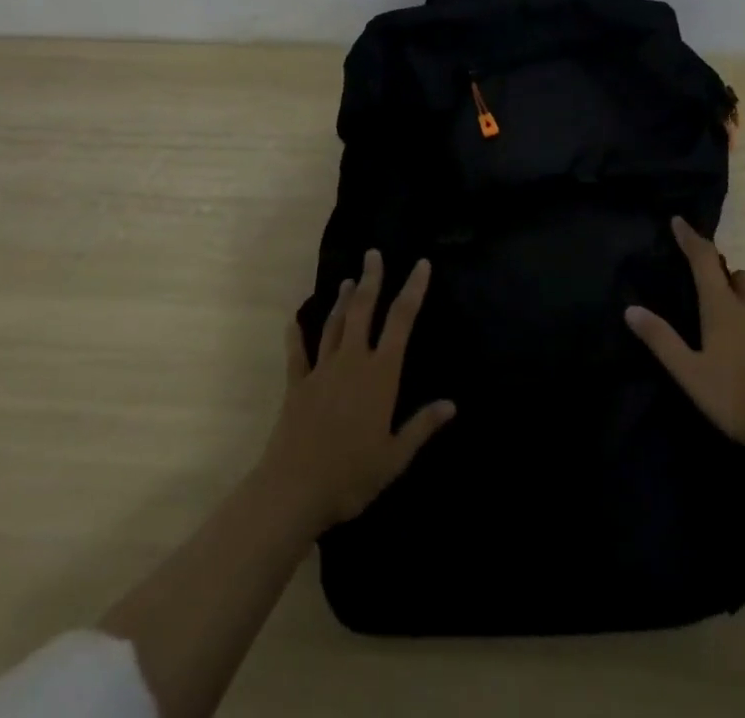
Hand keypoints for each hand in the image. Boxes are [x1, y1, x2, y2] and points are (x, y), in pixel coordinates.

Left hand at [260, 250, 455, 535]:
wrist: (294, 489)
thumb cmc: (351, 475)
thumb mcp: (395, 457)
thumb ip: (421, 427)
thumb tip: (450, 405)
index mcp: (380, 374)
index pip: (401, 321)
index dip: (413, 290)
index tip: (421, 264)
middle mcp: (352, 361)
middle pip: (363, 310)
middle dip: (370, 280)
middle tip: (373, 254)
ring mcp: (322, 370)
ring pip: (334, 325)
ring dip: (342, 301)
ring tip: (347, 280)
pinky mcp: (297, 385)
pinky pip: (297, 354)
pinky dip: (296, 335)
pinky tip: (294, 320)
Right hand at [625, 217, 744, 463]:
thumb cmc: (740, 398)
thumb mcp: (691, 374)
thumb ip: (662, 341)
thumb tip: (631, 309)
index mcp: (724, 307)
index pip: (704, 260)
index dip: (690, 239)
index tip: (679, 221)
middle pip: (737, 276)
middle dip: (721, 273)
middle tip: (705, 287)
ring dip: (741, 298)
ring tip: (728, 324)